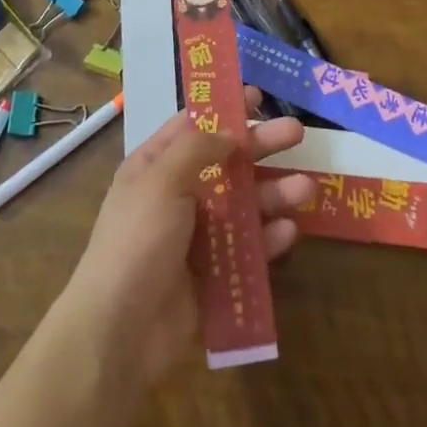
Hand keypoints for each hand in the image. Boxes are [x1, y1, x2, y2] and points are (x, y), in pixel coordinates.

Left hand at [55, 91, 312, 387]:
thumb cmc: (137, 240)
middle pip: (226, 163)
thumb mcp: (161, 179)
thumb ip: (197, 149)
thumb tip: (230, 133)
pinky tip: (289, 231)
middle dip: (261, 147)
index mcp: (156, 167)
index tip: (258, 96)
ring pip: (242, 206)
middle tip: (298, 132)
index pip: (194, 127)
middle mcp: (177, 195)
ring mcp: (196, 236)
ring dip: (273, 194)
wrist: (119, 331)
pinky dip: (267, 239)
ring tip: (307, 188)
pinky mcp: (212, 274)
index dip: (225, 110)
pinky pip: (246, 249)